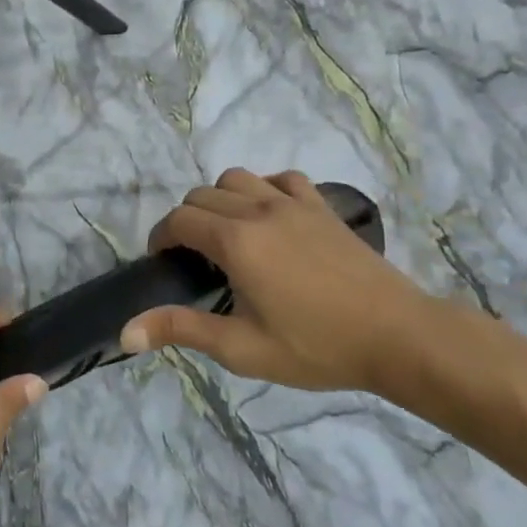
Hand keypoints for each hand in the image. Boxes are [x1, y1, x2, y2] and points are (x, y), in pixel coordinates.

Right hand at [120, 169, 435, 392]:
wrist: (401, 337)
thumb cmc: (317, 346)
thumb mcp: (242, 348)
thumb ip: (182, 330)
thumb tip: (125, 333)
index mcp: (235, 242)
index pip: (179, 220)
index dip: (161, 237)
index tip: (163, 263)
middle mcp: (258, 210)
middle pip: (201, 195)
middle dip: (185, 220)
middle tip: (193, 259)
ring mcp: (294, 204)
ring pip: (236, 178)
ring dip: (219, 199)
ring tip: (227, 234)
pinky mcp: (322, 208)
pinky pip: (281, 179)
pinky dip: (264, 189)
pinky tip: (269, 216)